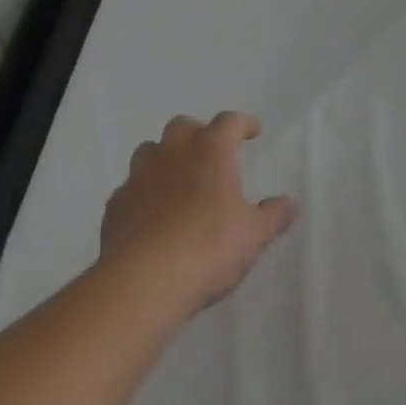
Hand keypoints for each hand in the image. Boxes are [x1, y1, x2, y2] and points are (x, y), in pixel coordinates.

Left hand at [99, 111, 298, 316]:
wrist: (141, 283)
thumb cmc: (208, 249)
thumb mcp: (253, 235)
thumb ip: (273, 215)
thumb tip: (291, 204)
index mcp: (210, 151)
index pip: (230, 122)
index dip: (244, 124)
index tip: (253, 132)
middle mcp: (172, 154)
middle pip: (183, 127)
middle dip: (199, 135)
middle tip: (212, 156)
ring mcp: (138, 177)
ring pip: (150, 151)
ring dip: (166, 159)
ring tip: (179, 182)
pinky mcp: (115, 205)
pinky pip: (131, 188)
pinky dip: (144, 193)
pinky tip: (153, 216)